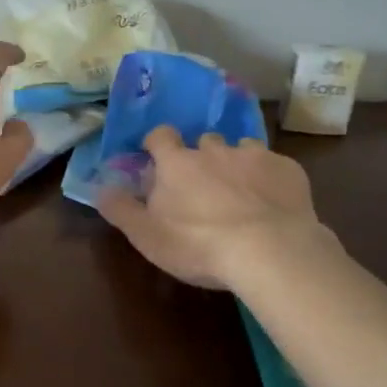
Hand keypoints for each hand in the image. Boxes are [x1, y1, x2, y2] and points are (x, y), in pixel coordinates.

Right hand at [97, 127, 330, 288]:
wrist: (270, 251)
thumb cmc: (198, 245)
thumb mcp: (147, 235)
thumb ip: (120, 209)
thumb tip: (99, 186)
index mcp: (177, 163)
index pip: (160, 135)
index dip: (158, 144)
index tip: (158, 159)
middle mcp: (213, 150)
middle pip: (204, 141)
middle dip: (202, 157)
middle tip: (204, 186)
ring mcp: (253, 156)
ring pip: (241, 149)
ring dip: (237, 164)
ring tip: (242, 193)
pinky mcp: (287, 169)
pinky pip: (274, 165)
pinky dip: (270, 178)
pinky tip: (273, 202)